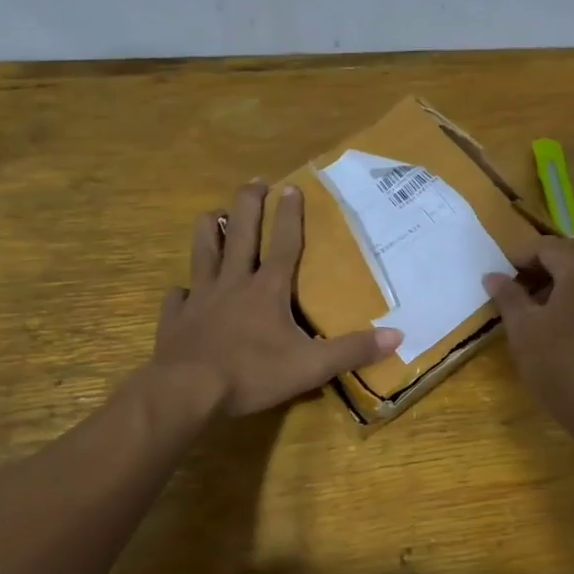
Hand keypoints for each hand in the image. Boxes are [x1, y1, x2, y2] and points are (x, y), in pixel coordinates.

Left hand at [152, 181, 399, 415]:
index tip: (292, 186)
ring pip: (202, 250)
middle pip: (239, 232)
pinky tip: (184, 291)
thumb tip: (397, 335)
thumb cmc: (252, 374)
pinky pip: (179, 295)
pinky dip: (183, 289)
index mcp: (267, 289)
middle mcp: (233, 283)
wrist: (188, 391)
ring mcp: (200, 297)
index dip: (290, 214)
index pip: (283, 243)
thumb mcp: (311, 367)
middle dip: (248, 203)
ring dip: (209, 228)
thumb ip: (352, 350)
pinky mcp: (176, 317)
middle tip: (255, 182)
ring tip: (214, 214)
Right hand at [485, 237, 573, 437]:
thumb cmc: (558, 365)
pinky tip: (565, 319)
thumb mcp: (523, 330)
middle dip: (555, 256)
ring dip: (572, 273)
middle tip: (530, 279)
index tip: (502, 274)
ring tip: (544, 302)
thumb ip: (508, 296)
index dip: (522, 255)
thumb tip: (493, 275)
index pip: (549, 247)